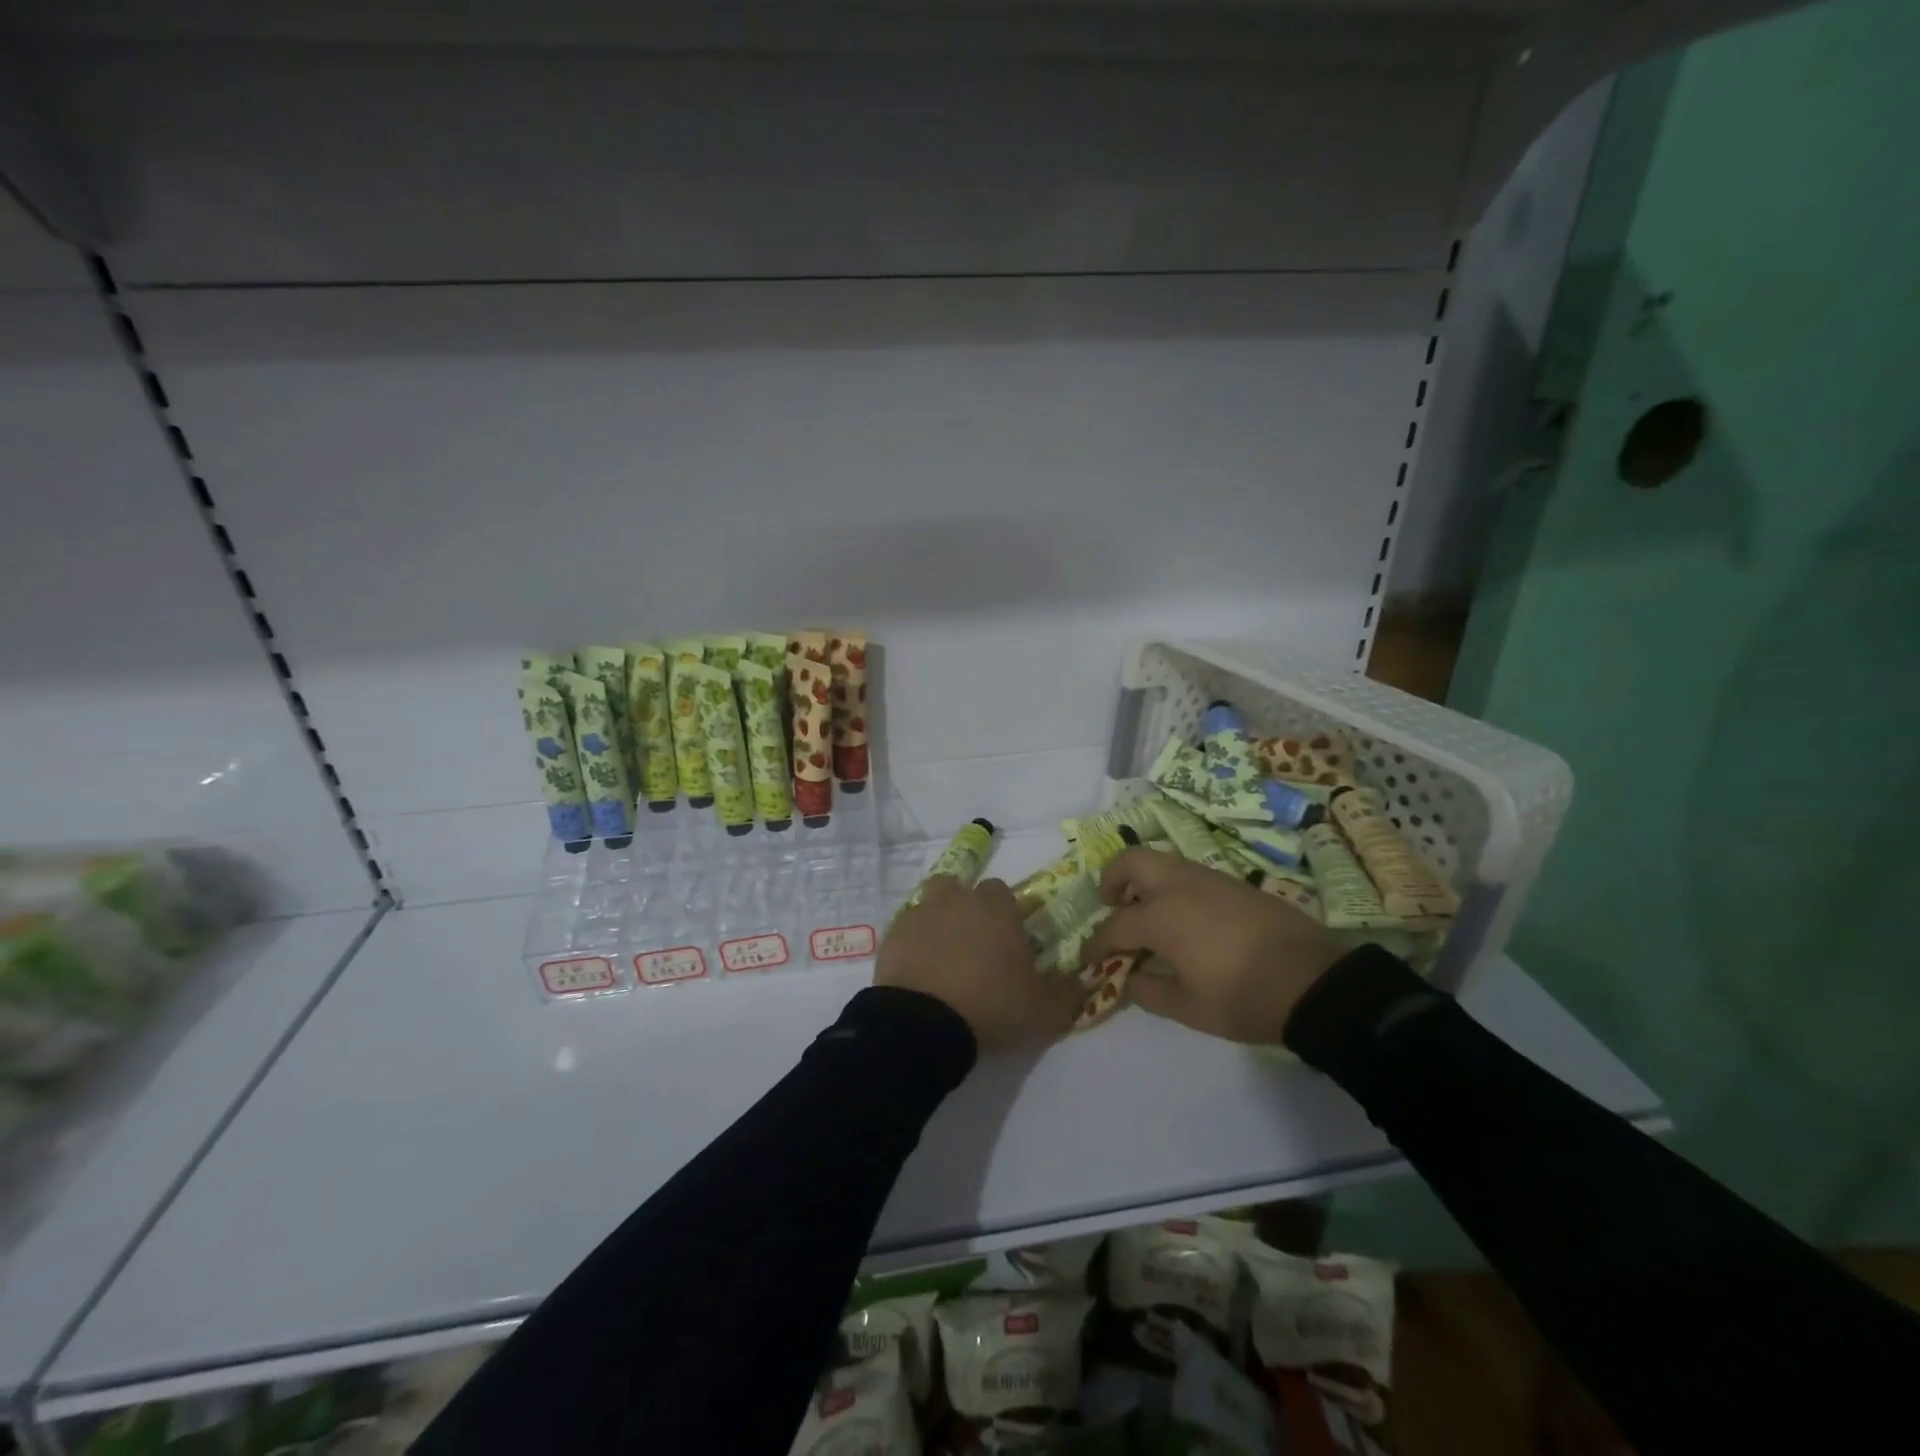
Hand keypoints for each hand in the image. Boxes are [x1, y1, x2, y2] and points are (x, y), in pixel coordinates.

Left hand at [876, 877, 1082, 1053]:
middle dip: (969, 910)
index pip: (1003, 891)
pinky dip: (913, 942)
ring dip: (938, 919)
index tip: (1008, 940)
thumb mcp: (1044, 1012)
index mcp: (996, 909)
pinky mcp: (892, 935)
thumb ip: (1068, 993)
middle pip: (962, 890)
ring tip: (943, 953)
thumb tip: (1082, 980)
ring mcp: (921, 914)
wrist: (924, 1024)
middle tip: (975, 946)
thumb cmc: (991, 1007)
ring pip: (931, 902)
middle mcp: (958, 900)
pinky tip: (919, 969)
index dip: (1006, 913)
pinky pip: (907, 929)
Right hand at [1080, 848, 1344, 1044]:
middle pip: (1132, 862)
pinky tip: (1184, 916)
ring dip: (1144, 880)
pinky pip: (1189, 872)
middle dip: (1112, 879)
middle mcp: (1179, 886)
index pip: (1115, 926)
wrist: (1314, 982)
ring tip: (1146, 911)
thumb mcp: (1190, 1009)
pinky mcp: (1234, 883)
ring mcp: (1209, 879)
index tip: (1087, 959)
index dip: (1097, 944)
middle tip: (1111, 904)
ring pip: (1162, 861)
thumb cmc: (1243, 998)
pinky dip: (1172, 885)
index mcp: (1161, 916)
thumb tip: (1130, 978)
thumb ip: (1150, 991)